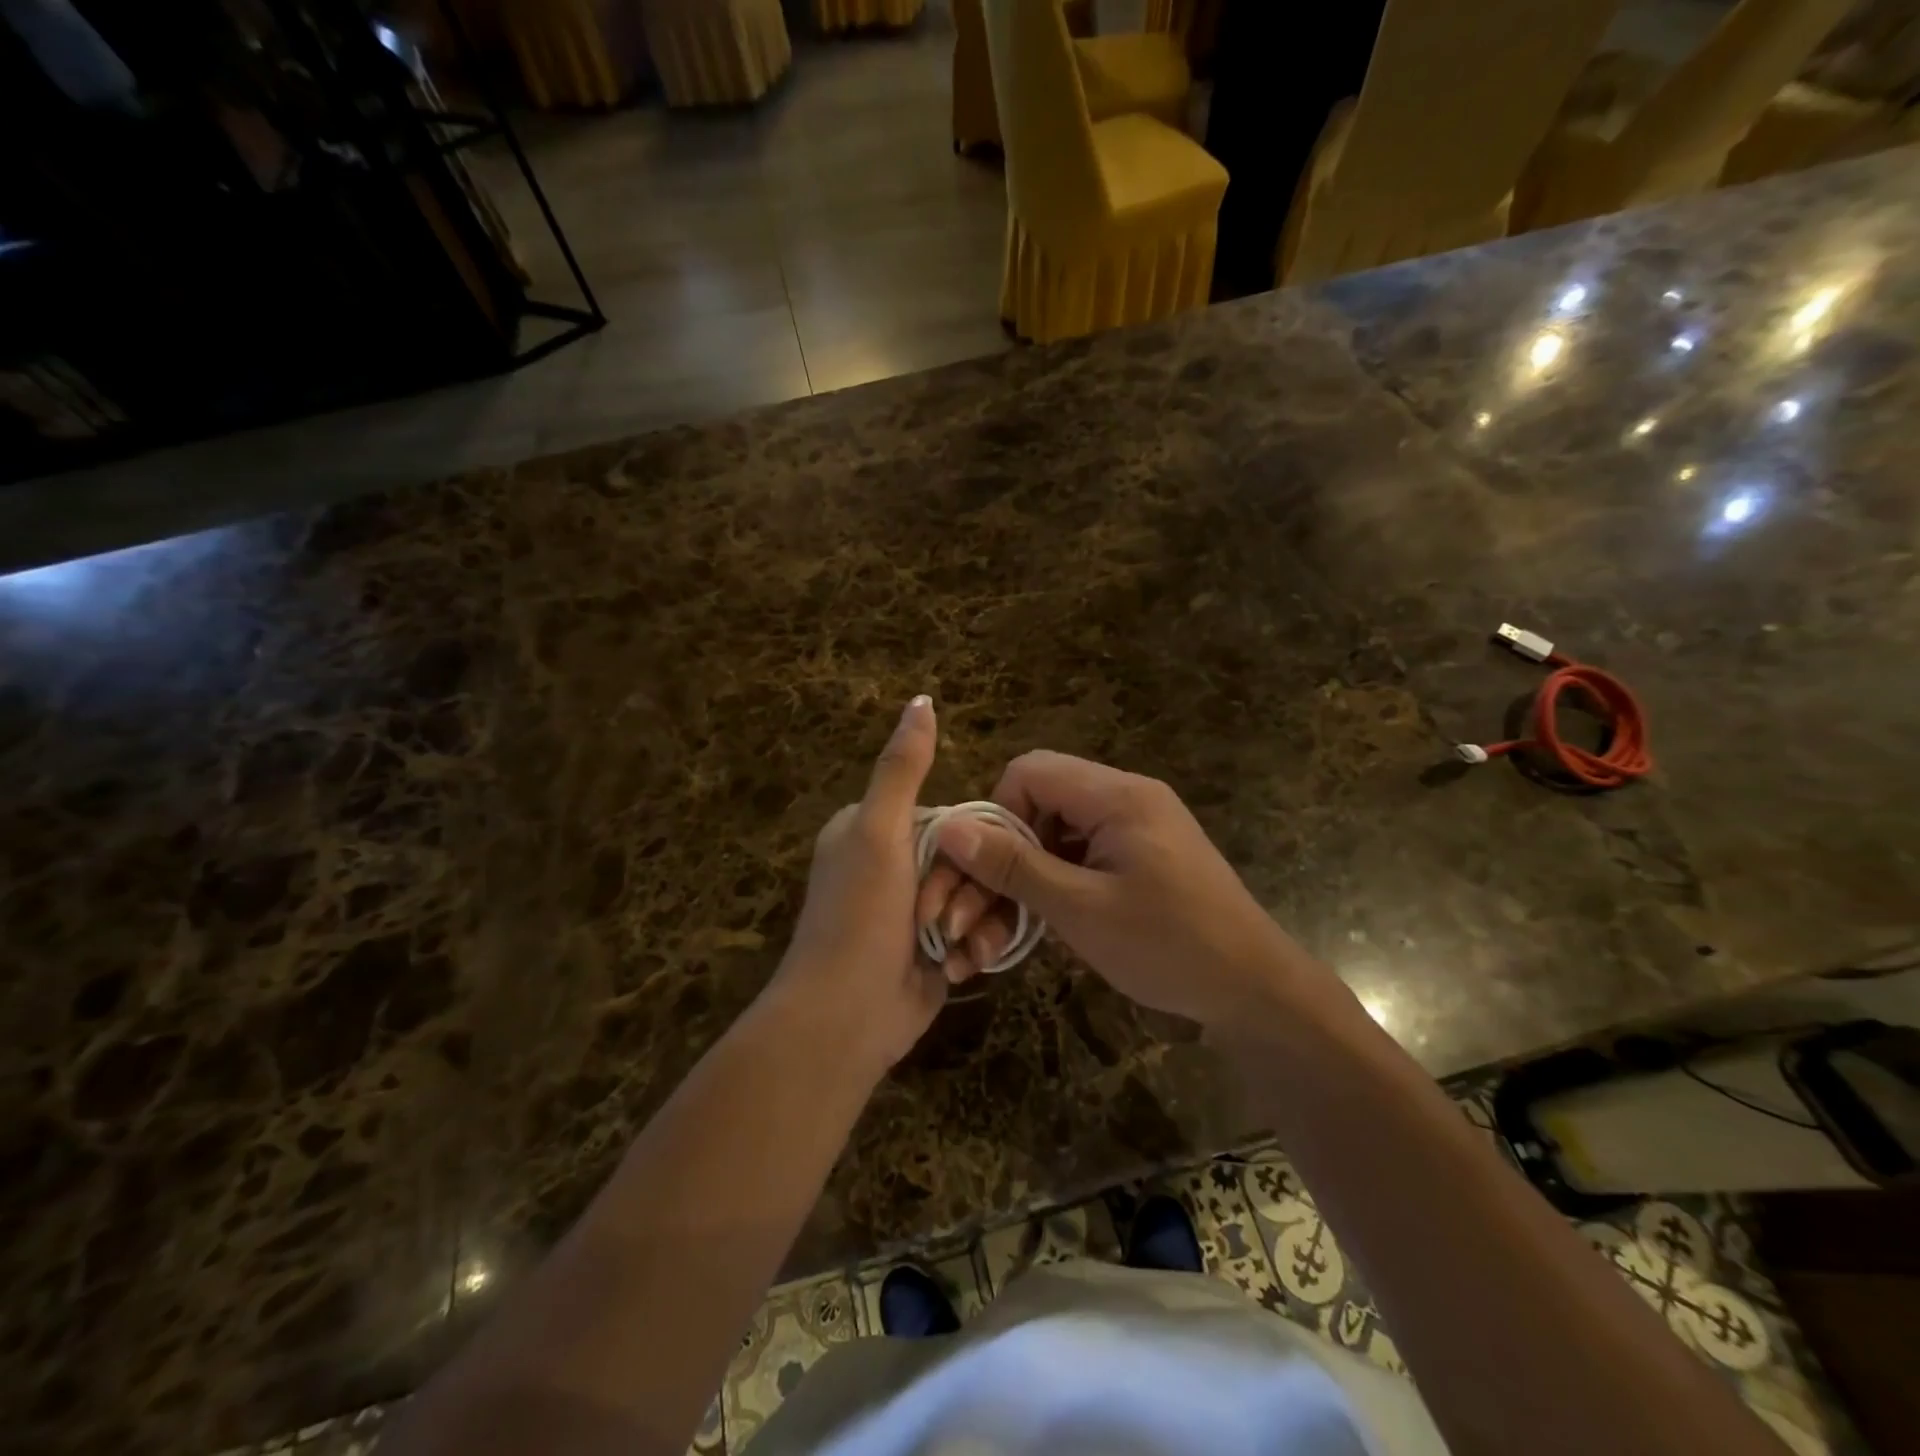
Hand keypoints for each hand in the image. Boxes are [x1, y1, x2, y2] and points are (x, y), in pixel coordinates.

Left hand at [774, 696, 978, 1069]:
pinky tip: (958, 968)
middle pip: (969, 858)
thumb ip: (902, 768)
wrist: (844, 1018)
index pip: (951, 816)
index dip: (966, 842)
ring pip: (979, 895)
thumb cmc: (859, 917)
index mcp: (873, 830)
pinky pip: (976, 931)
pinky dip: (972, 949)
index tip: (956, 871)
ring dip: (976, 924)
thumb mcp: (880, 832)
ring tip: (955, 950)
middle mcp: (893, 865)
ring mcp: (914, 909)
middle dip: (969, 892)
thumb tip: (921, 700)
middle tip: (946, 922)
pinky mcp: (932, 948)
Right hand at [917, 751, 1322, 1029]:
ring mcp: (1135, 830)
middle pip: (1038, 803)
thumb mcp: (1081, 909)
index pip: (1028, 772)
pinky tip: (1037, 930)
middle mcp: (1125, 799)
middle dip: (1000, 857)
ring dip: (1022, 880)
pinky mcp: (1139, 858)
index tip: (985, 871)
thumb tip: (948, 827)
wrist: (1256, 991)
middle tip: (971, 917)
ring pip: (1054, 836)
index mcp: (1116, 796)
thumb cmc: (1169, 947)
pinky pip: (1079, 858)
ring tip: (997, 937)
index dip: (995, 816)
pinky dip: (1052, 888)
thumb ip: (1013, 865)